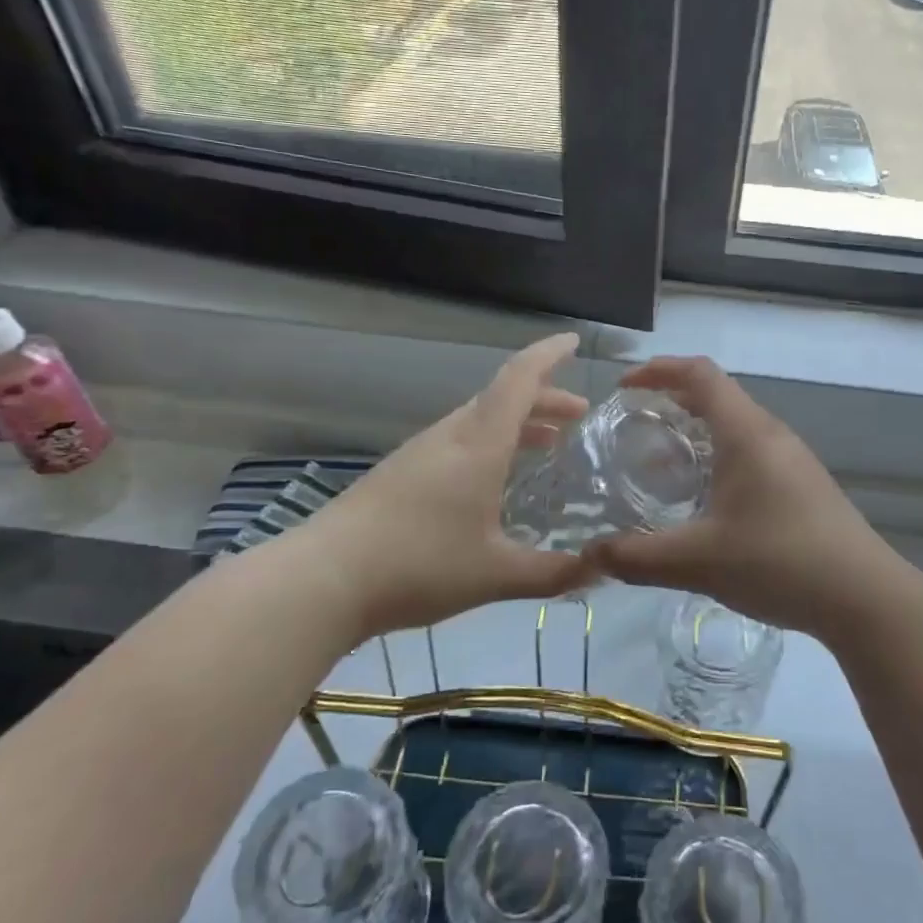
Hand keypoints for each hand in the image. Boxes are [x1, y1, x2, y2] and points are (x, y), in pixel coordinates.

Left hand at [313, 333, 592, 636]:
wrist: (323, 579)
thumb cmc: (418, 565)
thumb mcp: (495, 575)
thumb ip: (552, 574)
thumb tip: (600, 571)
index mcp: (478, 445)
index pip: (519, 380)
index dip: (548, 356)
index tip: (574, 342)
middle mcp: (450, 437)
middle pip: (502, 398)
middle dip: (544, 399)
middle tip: (577, 415)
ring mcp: (420, 453)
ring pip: (478, 420)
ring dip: (516, 423)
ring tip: (546, 444)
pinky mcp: (400, 474)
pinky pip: (458, 441)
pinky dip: (490, 444)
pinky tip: (494, 480)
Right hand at [584, 357, 904, 641]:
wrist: (865, 597)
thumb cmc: (780, 561)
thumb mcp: (698, 561)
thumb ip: (638, 557)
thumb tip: (588, 557)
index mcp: (746, 433)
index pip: (699, 374)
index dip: (658, 369)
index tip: (624, 386)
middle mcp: (771, 434)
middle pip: (717, 396)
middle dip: (671, 400)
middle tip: (634, 425)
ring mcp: (793, 460)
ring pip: (736, 426)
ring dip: (696, 433)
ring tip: (662, 465)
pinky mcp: (803, 485)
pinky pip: (752, 452)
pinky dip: (718, 457)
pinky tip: (706, 501)